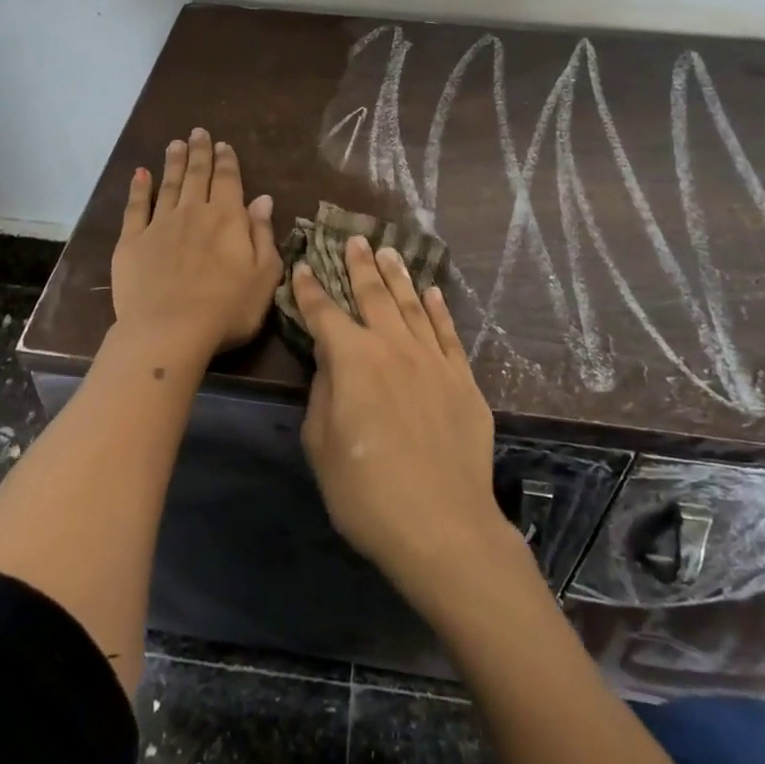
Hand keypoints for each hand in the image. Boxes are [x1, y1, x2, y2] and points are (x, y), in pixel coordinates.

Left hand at [112, 128, 280, 363]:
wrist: (169, 331)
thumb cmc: (227, 309)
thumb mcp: (264, 275)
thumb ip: (264, 234)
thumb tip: (263, 199)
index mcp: (227, 218)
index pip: (229, 180)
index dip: (227, 161)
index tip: (223, 145)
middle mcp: (193, 212)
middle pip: (197, 174)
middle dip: (199, 152)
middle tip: (198, 132)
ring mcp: (160, 224)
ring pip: (168, 184)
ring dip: (172, 162)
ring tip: (174, 143)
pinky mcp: (132, 241)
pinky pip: (135, 207)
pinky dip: (138, 188)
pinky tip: (140, 174)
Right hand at [294, 238, 510, 602]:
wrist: (442, 525)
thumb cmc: (367, 491)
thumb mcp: (322, 445)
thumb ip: (322, 393)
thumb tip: (330, 363)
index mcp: (352, 358)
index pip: (324, 313)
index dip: (309, 289)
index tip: (302, 266)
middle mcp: (393, 346)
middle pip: (373, 294)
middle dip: (359, 265)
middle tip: (354, 239)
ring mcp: (432, 359)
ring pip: (412, 304)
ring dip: (398, 276)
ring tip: (389, 251)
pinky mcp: (462, 379)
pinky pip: (448, 332)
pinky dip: (439, 309)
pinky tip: (433, 292)